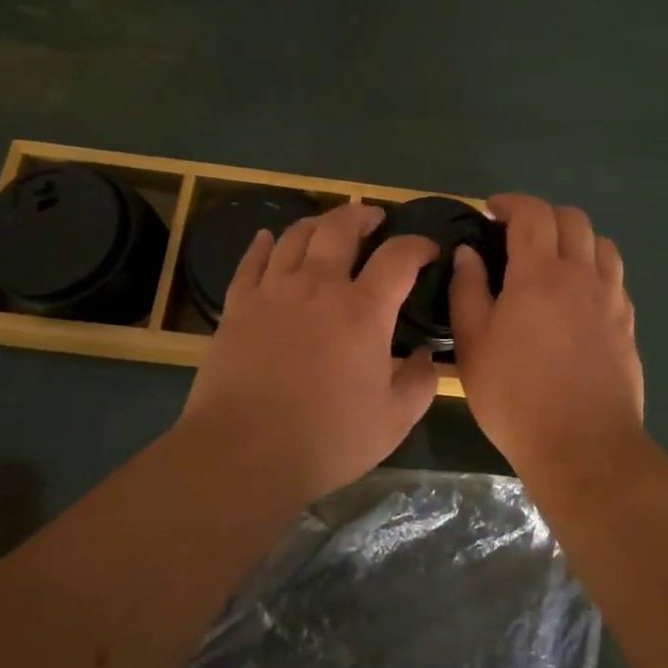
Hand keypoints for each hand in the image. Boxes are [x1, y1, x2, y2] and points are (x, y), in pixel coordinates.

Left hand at [180, 202, 438, 503]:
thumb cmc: (327, 438)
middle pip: (340, 228)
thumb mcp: (394, 420)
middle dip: (362, 215)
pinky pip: (250, 262)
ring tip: (327, 225)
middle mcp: (319, 286)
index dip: (418, 245)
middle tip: (374, 217)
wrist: (245, 452)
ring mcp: (273, 292)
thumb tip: (427, 356)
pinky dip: (262, 245)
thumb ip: (421, 383)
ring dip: (316, 223)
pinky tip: (266, 239)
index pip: (398, 257)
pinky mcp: (238, 307)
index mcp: (363, 310)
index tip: (429, 249)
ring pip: (294, 237)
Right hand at [450, 194, 643, 468]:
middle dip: (543, 215)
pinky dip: (595, 268)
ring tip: (553, 260)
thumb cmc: (515, 396)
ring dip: (575, 238)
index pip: (532, 213)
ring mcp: (611, 298)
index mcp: (539, 273)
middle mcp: (581, 274)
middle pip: (573, 218)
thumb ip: (468, 290)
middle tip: (518, 235)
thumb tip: (468, 253)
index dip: (511, 203)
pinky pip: (615, 276)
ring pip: (601, 243)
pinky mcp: (627, 323)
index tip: (491, 211)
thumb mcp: (473, 344)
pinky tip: (578, 295)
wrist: (583, 446)